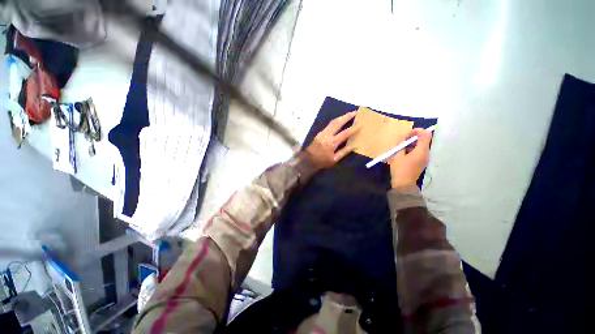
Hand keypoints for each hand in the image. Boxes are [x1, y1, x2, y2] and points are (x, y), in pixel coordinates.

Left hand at [305, 111, 359, 168]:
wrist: (307, 160)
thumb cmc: (322, 162)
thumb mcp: (334, 160)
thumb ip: (344, 152)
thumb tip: (353, 146)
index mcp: (332, 143)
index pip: (345, 133)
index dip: (353, 128)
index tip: (360, 124)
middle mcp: (327, 135)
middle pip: (338, 123)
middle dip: (347, 116)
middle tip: (355, 112)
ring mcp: (322, 133)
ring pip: (332, 122)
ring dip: (341, 117)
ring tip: (348, 114)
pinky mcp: (319, 133)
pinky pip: (329, 125)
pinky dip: (335, 121)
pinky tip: (339, 121)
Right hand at [388, 128, 432, 187]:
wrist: (404, 184)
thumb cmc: (400, 169)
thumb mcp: (397, 155)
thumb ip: (401, 144)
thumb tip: (403, 136)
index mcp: (421, 151)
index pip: (426, 135)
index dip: (417, 131)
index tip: (407, 133)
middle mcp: (426, 153)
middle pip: (424, 139)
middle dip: (413, 137)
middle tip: (402, 140)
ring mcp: (425, 158)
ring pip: (421, 145)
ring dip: (412, 143)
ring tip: (401, 147)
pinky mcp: (422, 161)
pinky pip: (419, 151)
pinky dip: (412, 149)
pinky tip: (403, 153)